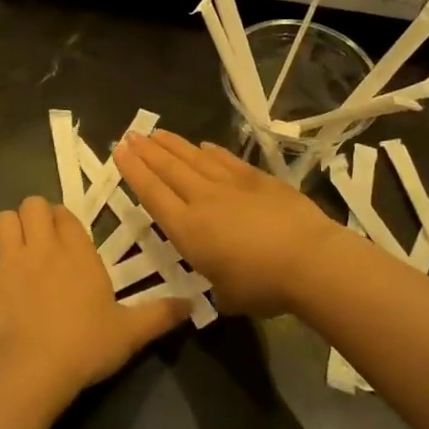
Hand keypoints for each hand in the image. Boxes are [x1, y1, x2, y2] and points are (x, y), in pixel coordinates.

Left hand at [0, 195, 189, 412]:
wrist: (34, 371)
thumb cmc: (86, 346)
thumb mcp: (131, 332)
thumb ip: (161, 314)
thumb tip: (194, 303)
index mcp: (77, 251)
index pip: (65, 213)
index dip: (63, 219)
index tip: (66, 236)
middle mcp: (42, 246)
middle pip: (31, 205)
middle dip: (34, 216)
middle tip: (41, 240)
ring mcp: (8, 261)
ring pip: (2, 221)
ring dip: (7, 230)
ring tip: (15, 251)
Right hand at [115, 132, 351, 317]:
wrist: (309, 260)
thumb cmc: (263, 286)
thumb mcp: (226, 295)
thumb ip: (216, 283)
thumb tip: (221, 281)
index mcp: (188, 230)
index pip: (152, 194)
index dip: (134, 172)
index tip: (119, 152)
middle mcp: (203, 200)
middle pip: (169, 169)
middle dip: (147, 152)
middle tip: (131, 135)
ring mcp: (231, 185)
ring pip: (194, 158)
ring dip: (174, 145)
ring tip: (157, 133)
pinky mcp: (258, 179)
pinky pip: (226, 160)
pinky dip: (212, 151)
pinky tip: (203, 145)